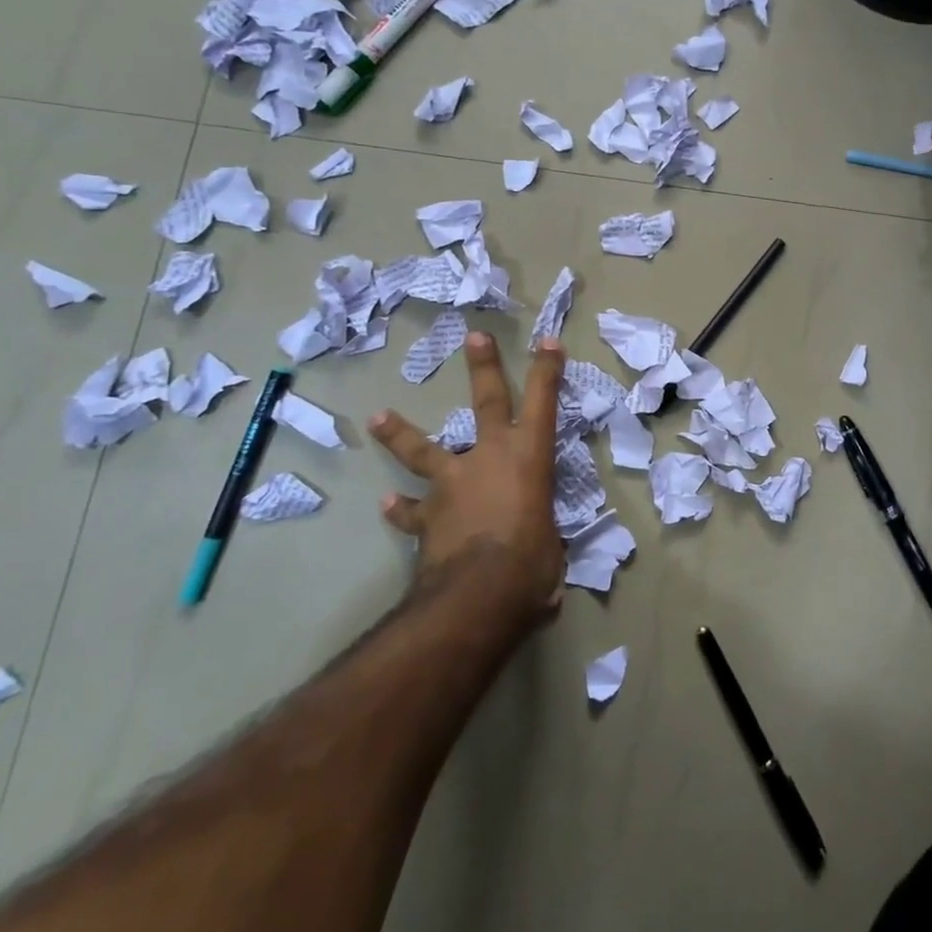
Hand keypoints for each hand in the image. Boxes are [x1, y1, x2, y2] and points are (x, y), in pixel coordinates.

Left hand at [367, 332, 566, 622]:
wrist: (475, 595)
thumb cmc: (530, 565)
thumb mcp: (552, 549)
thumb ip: (543, 543)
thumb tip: (543, 565)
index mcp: (529, 458)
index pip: (543, 403)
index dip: (547, 370)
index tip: (548, 341)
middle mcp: (489, 458)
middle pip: (486, 401)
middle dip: (483, 367)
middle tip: (472, 336)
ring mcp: (452, 484)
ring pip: (423, 450)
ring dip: (400, 434)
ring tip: (379, 417)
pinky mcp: (425, 516)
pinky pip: (410, 511)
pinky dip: (400, 510)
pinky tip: (386, 506)